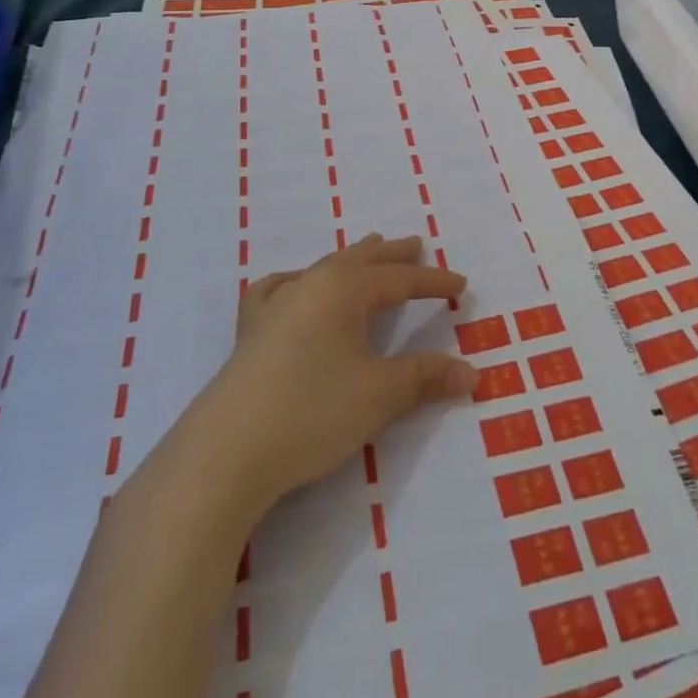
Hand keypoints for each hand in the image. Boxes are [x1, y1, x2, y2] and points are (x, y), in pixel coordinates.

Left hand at [179, 234, 476, 506]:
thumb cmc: (312, 412)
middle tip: (415, 244)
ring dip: (351, 261)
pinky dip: (296, 281)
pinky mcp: (250, 332)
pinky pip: (278, 289)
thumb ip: (425, 377)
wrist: (225, 453)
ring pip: (322, 269)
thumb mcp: (380, 394)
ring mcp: (275, 305)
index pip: (399, 279)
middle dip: (391, 255)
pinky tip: (293, 286)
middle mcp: (310, 284)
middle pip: (360, 260)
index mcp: (344, 289)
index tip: (460, 284)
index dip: (432, 282)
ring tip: (367, 251)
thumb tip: (472, 372)